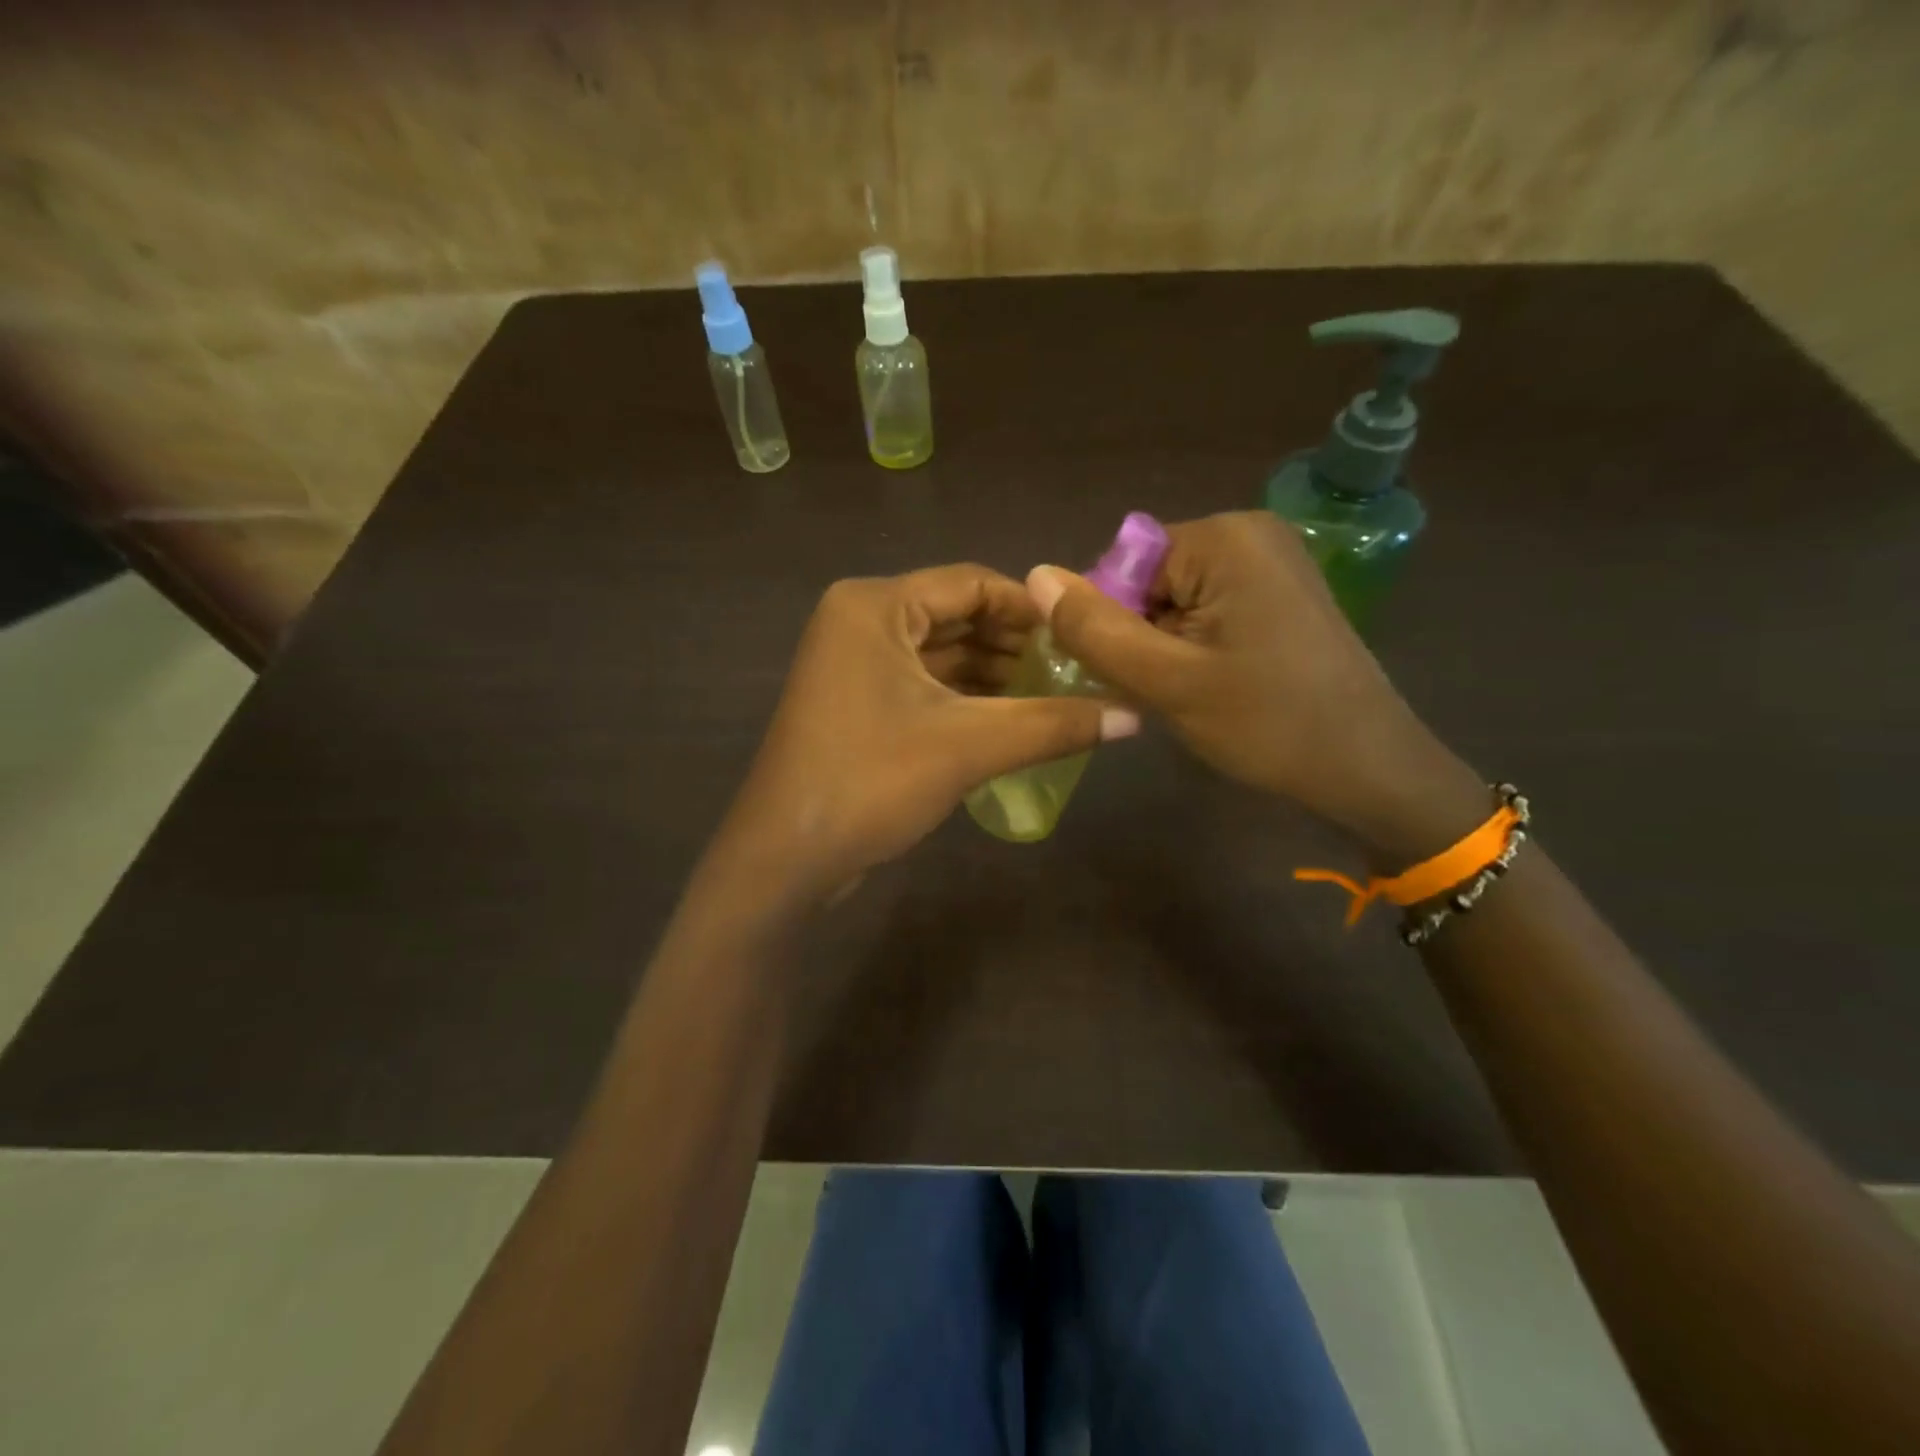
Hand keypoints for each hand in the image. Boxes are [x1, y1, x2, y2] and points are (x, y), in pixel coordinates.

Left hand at [714, 564, 1139, 899]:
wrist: (784, 859)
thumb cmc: (870, 782)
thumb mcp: (969, 746)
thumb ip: (1054, 724)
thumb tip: (1135, 715)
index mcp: (876, 606)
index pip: (972, 583)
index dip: (1033, 609)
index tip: (1084, 638)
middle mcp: (861, 622)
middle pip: (958, 617)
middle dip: (1017, 646)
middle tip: (1078, 673)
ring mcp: (854, 665)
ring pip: (942, 656)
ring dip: (996, 676)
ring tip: (1057, 700)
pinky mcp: (856, 704)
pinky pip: (924, 686)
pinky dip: (967, 700)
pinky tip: (1013, 722)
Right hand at [1031, 511, 1485, 863]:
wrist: (1369, 768)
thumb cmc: (1267, 724)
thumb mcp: (1167, 681)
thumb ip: (1095, 630)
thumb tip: (1035, 575)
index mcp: (1223, 538)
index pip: (1121, 564)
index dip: (1111, 622)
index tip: (1133, 676)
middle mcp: (1249, 532)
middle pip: (1149, 579)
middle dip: (1141, 635)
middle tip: (1166, 692)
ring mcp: (1271, 560)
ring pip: (1174, 599)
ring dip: (1166, 646)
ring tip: (1194, 693)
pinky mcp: (1281, 591)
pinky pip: (1208, 608)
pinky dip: (1195, 645)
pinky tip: (1216, 685)